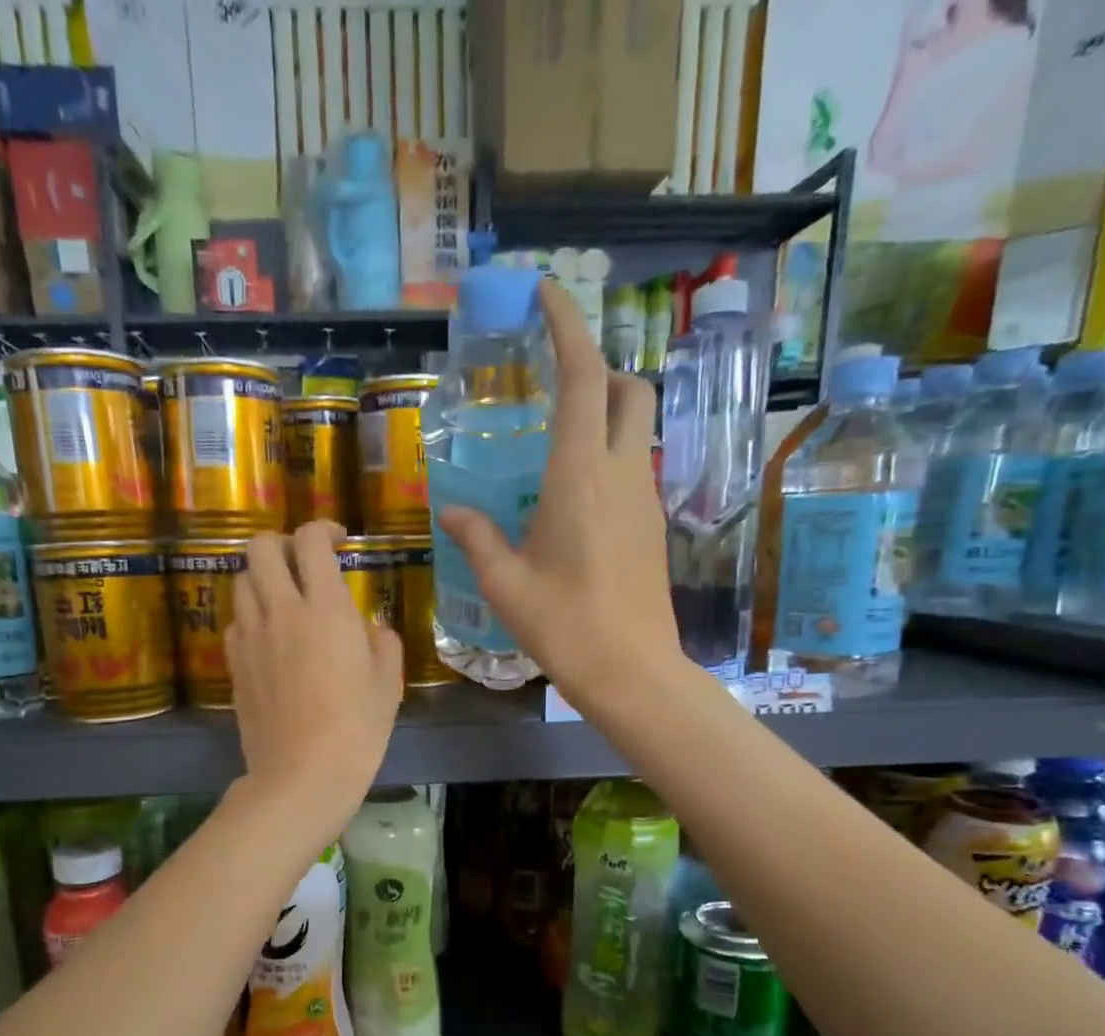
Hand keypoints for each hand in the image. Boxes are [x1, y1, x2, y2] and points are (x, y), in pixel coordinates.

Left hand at [226, 520, 402, 837]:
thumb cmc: (356, 730)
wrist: (302, 776)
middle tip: (304, 564)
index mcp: (325, 608)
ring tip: (286, 599)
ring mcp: (250, 637)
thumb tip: (371, 628)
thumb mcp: (387, 685)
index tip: (339, 540)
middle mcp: (280, 611)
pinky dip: (252, 615)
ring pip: (241, 580)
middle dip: (282, 543)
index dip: (323, 529)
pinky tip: (271, 638)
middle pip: (260, 547)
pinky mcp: (233, 664)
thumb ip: (383, 643)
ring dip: (263, 577)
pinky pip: (236, 621)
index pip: (310, 540)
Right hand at [437, 279, 681, 709]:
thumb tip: (452, 512)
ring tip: (554, 443)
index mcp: (579, 477)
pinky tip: (572, 496)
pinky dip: (606, 456)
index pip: (582, 378)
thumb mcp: (506, 584)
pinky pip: (631, 468)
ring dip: (602, 413)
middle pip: (626, 389)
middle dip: (597, 368)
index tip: (547, 295)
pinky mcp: (652, 525)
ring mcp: (643, 499)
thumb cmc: (564, 626)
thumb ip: (477, 538)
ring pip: (634, 428)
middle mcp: (619, 474)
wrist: (632, 671)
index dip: (568, 327)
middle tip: (554, 383)